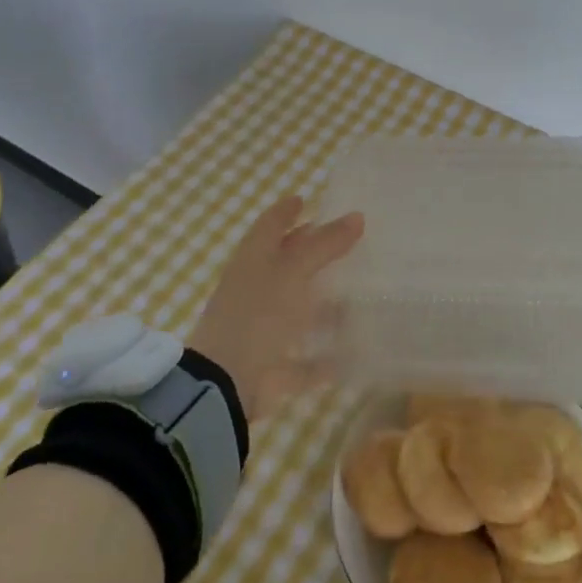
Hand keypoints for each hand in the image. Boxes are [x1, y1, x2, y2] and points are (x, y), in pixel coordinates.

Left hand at [187, 195, 364, 421]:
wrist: (225, 383)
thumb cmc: (258, 313)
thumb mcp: (294, 271)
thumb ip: (325, 244)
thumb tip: (357, 216)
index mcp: (253, 260)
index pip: (270, 224)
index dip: (286, 210)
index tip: (305, 198)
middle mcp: (254, 291)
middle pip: (284, 266)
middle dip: (308, 254)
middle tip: (341, 242)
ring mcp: (262, 329)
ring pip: (295, 311)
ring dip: (321, 306)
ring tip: (356, 296)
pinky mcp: (272, 366)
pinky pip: (303, 359)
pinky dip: (323, 358)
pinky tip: (350, 354)